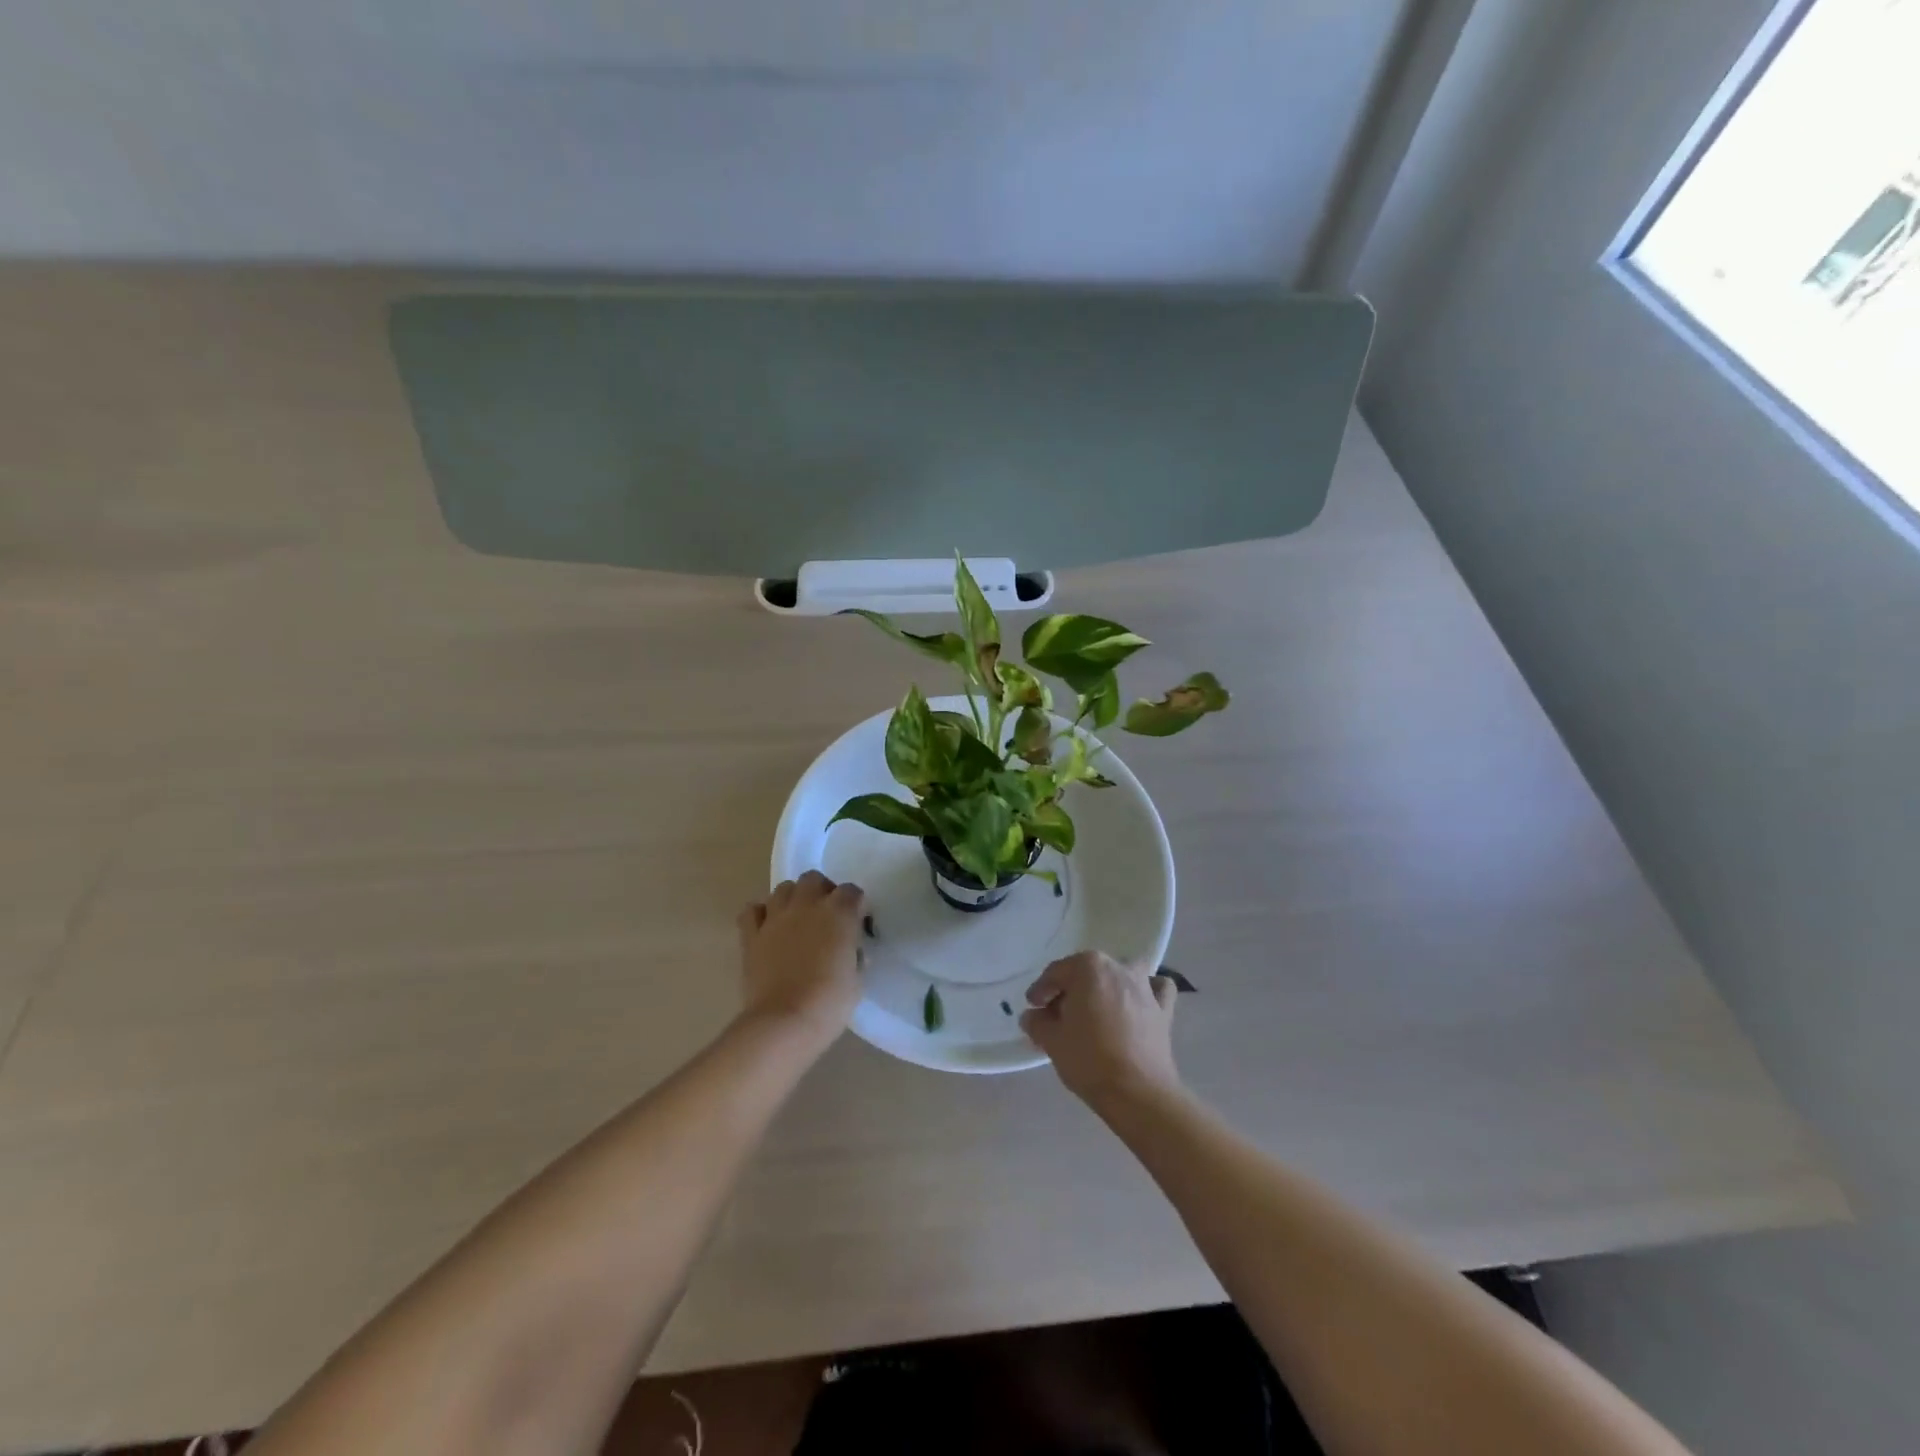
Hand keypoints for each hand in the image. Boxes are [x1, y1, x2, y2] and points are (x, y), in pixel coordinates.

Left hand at [737, 871, 867, 1051]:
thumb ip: (854, 954)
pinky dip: (760, 914)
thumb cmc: (830, 1003)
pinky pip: (752, 910)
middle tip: (826, 916)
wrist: (784, 1022)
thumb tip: (849, 949)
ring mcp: (776, 917)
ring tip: (797, 920)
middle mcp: (807, 905)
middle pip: (814, 879)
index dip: (856, 905)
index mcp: (839, 913)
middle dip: (822, 891)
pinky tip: (767, 928)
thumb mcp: (857, 979)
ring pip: (784, 888)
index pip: (852, 891)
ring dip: (793, 899)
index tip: (857, 924)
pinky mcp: (751, 934)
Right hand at [1020, 951, 1180, 1109]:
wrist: (1138, 1093)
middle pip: (1087, 972)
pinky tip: (1136, 1006)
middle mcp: (1118, 967)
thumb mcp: (1052, 1041)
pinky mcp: (1164, 1009)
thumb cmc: (1089, 1060)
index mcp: (1089, 967)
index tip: (1033, 1007)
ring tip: (1095, 1010)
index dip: (1041, 990)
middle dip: (1070, 991)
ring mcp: (1145, 986)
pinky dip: (1145, 992)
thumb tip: (1032, 1016)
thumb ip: (1037, 1023)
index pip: (1056, 973)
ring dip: (1106, 986)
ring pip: (1120, 974)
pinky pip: (1154, 989)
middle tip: (1057, 1016)